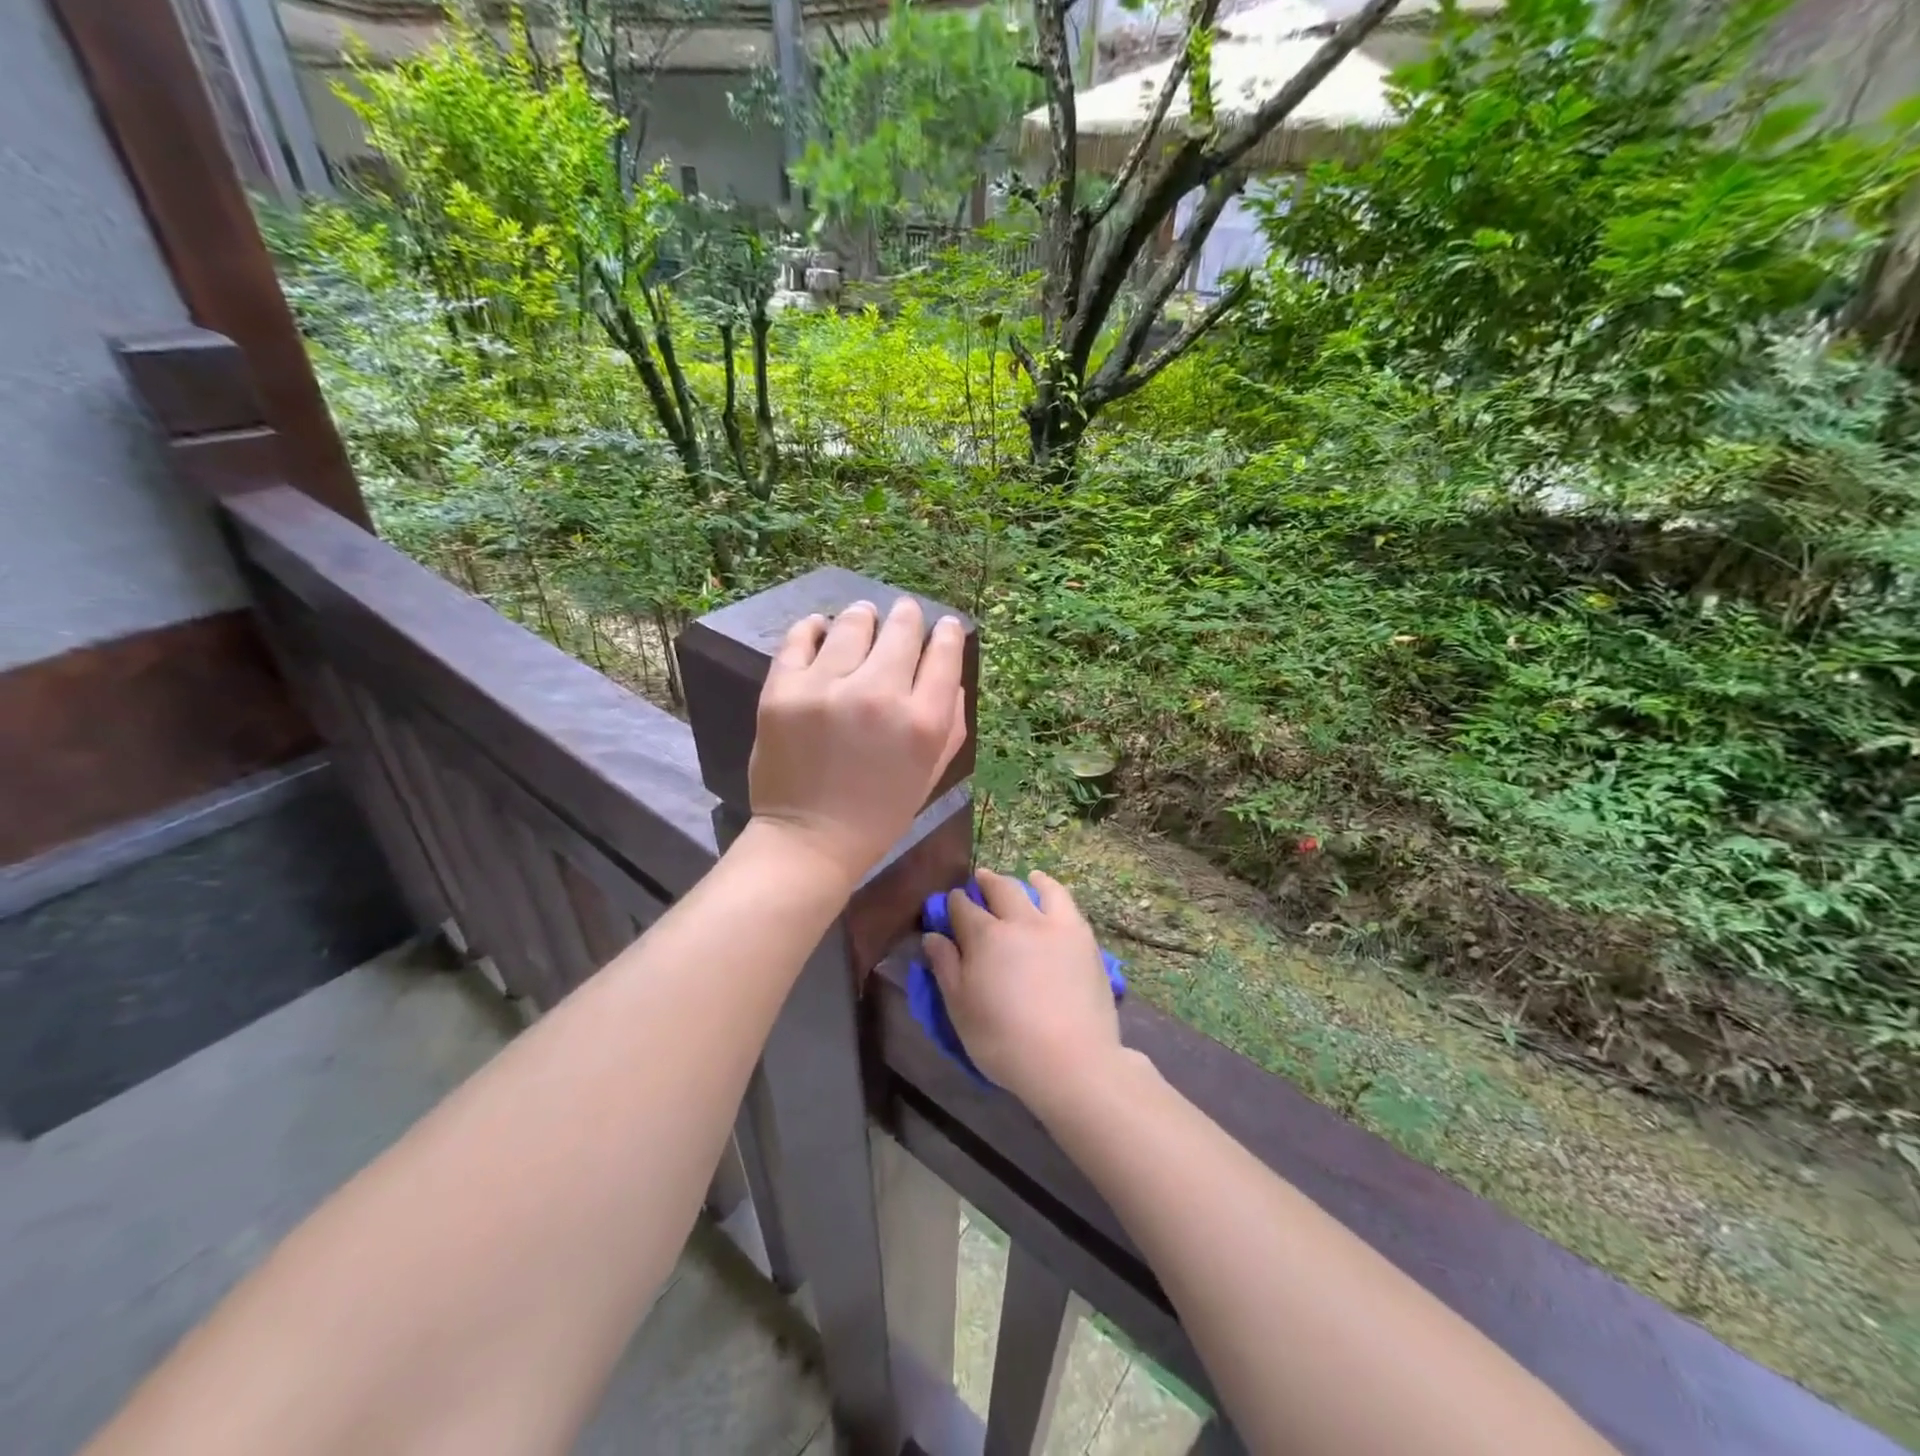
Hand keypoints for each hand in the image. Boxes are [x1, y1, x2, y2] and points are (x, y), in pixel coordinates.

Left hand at [748, 597, 967, 885]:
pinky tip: (821, 628)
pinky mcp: (783, 689)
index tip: (943, 625)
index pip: (943, 653)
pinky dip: (814, 627)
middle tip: (903, 613)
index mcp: (923, 721)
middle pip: (902, 629)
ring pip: (853, 624)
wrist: (810, 840)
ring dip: (863, 617)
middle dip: (907, 616)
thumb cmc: (879, 813)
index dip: (947, 632)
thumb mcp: (930, 773)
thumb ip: (950, 722)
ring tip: (863, 617)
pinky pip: (800, 637)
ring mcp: (827, 688)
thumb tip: (951, 673)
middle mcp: (879, 695)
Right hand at [920, 869, 1126, 1113]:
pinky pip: (1067, 903)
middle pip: (1001, 889)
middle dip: (986, 882)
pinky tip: (1052, 897)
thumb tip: (933, 936)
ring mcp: (1056, 926)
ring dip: (1026, 880)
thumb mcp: (960, 1010)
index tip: (950, 903)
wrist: (1071, 1060)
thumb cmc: (1004, 1041)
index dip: (953, 903)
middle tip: (980, 880)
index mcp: (985, 937)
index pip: (963, 908)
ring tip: (1025, 878)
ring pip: (1040, 888)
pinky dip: (1055, 892)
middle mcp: (1020, 921)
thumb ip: (946, 968)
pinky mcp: (1084, 939)